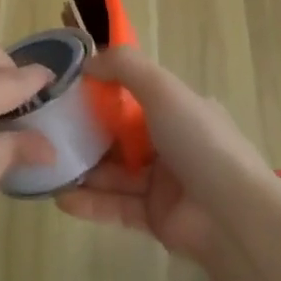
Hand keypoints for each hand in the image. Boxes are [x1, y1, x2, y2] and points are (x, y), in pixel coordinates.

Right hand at [54, 47, 276, 266]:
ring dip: (84, 169)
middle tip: (49, 131)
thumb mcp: (163, 89)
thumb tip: (87, 60)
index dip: (103, 91)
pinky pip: (117, 206)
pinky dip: (91, 202)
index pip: (136, 95)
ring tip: (47, 166)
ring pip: (115, 172)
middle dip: (87, 133)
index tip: (69, 91)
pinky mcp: (155, 220)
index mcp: (179, 110)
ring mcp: (164, 184)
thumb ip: (124, 67)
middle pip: (121, 135)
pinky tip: (61, 198)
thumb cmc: (198, 141)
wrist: (232, 216)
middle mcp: (172, 143)